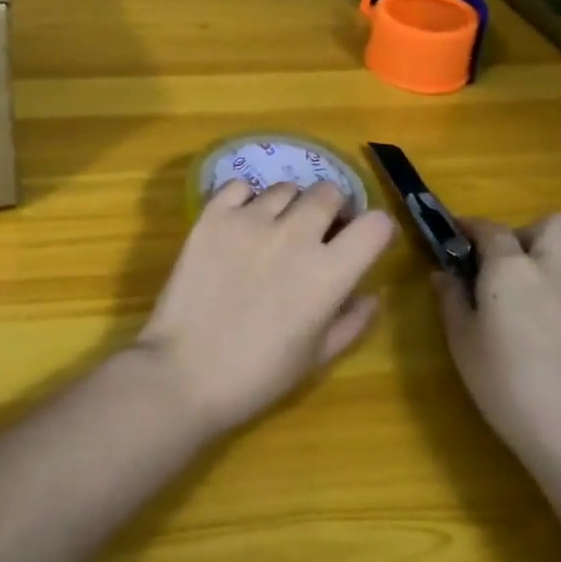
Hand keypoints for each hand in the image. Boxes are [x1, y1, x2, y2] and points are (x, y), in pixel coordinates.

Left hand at [136, 180, 396, 435]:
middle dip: (333, 209)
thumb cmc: (256, 375)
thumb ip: (352, 321)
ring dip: (289, 206)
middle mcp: (294, 234)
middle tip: (318, 232)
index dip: (377, 230)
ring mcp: (250, 219)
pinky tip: (240, 224)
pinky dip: (246, 199)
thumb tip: (372, 293)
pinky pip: (240, 186)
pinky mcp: (213, 214)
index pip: (376, 225)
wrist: (183, 372)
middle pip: (329, 192)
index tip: (365, 241)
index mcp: (328, 273)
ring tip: (274, 231)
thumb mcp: (316, 357)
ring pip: (285, 188)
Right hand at [432, 213, 560, 471]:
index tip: (458, 235)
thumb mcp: (463, 344)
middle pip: (555, 224)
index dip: (471, 227)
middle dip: (531, 234)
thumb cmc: (509, 387)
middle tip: (511, 265)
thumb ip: (452, 301)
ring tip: (542, 290)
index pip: (490, 229)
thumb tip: (443, 273)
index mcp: (512, 268)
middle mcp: (556, 268)